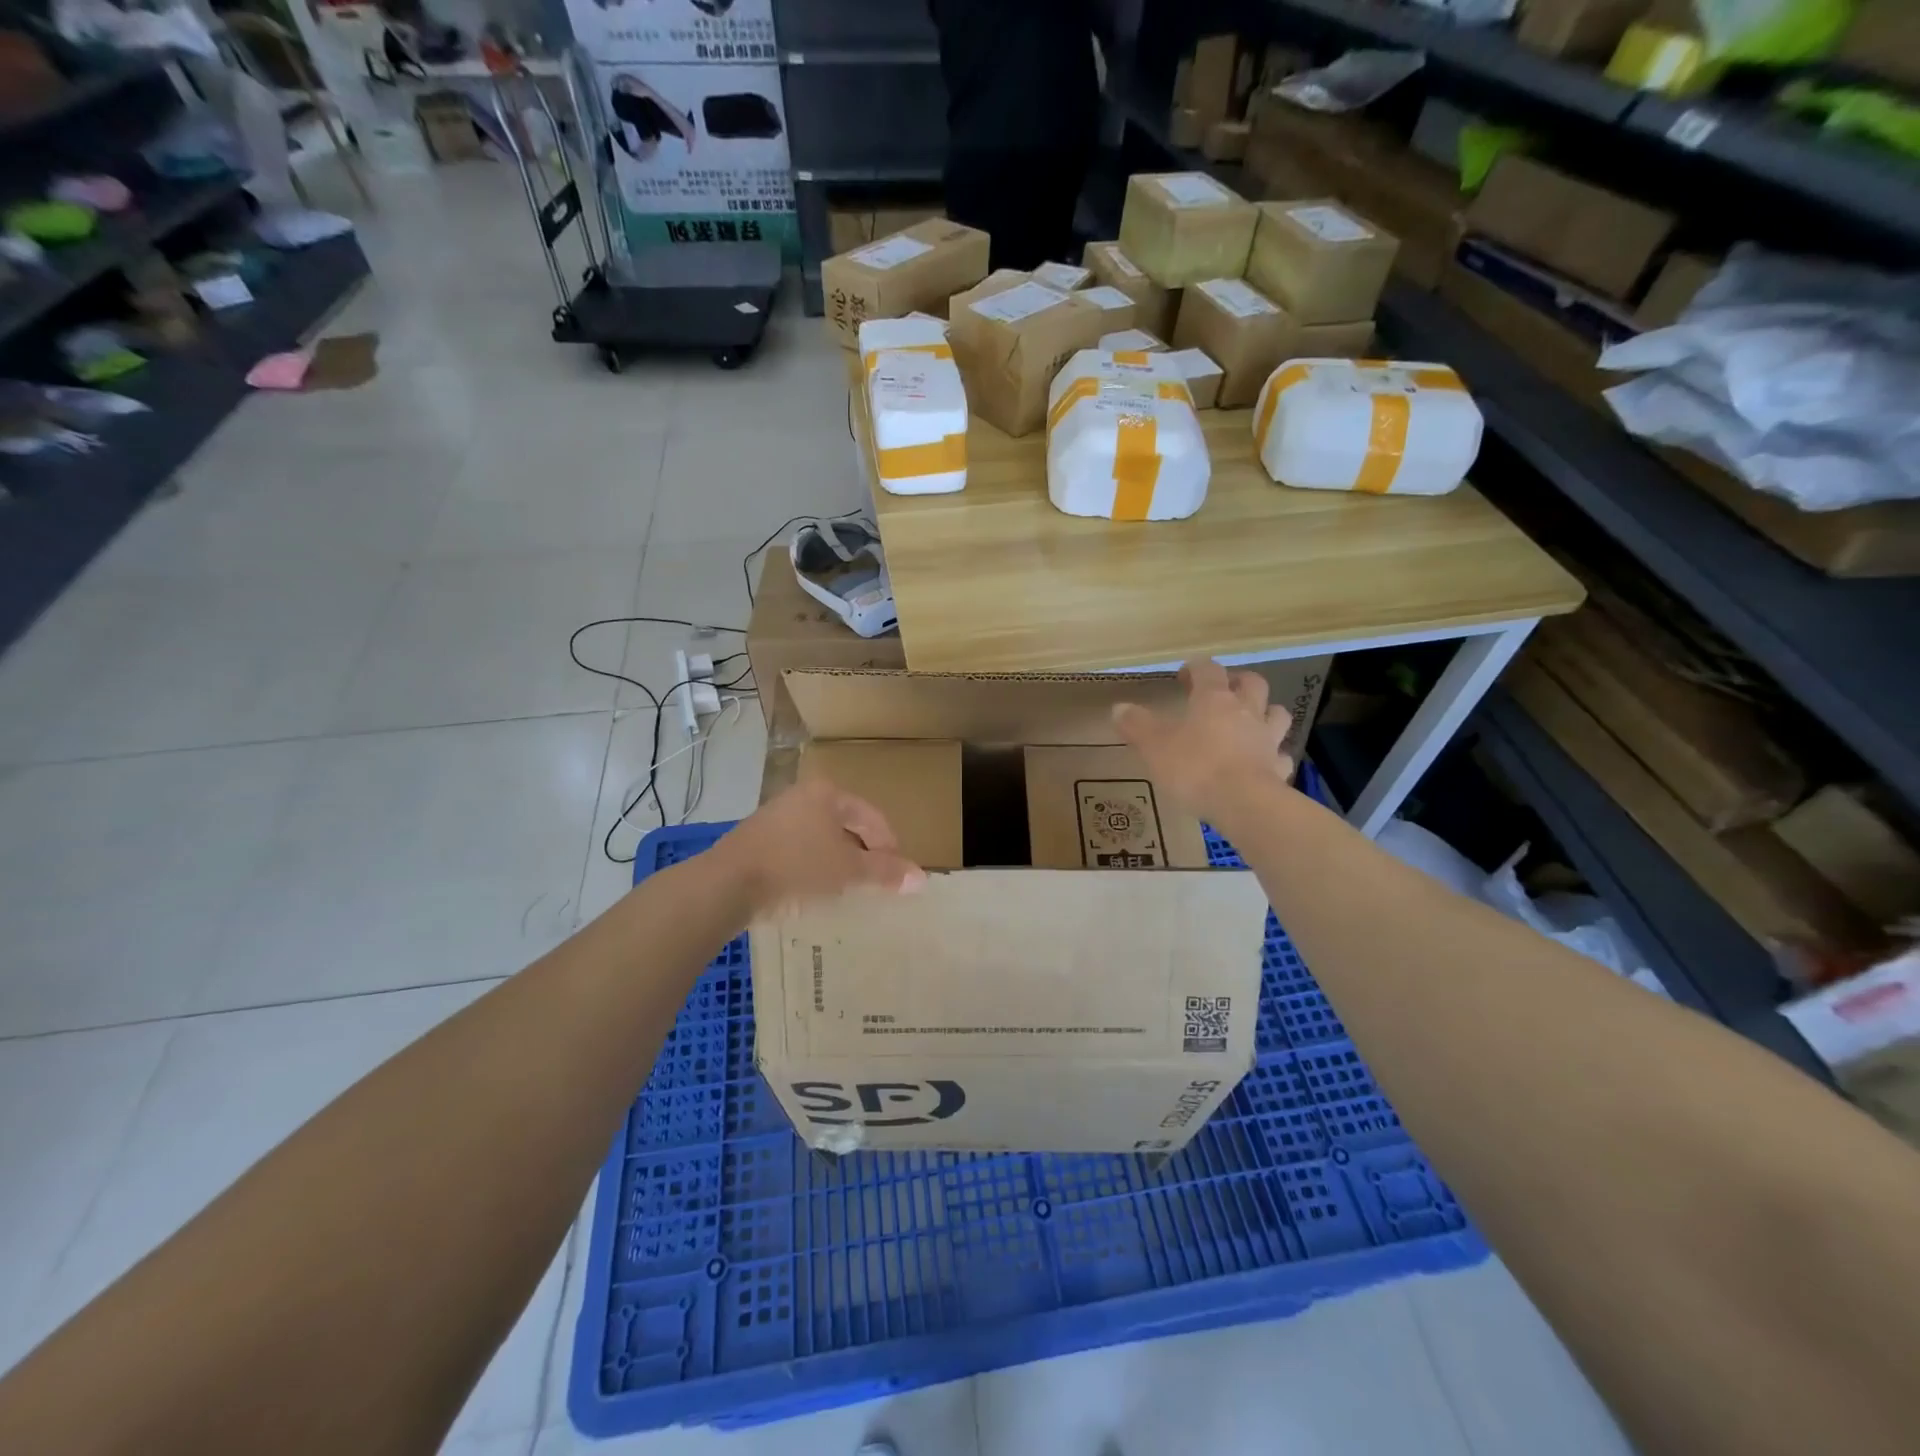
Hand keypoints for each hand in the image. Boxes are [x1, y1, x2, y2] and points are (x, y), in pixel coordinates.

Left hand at [717, 779, 925, 916]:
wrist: (726, 884)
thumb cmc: (796, 867)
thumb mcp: (847, 870)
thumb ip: (885, 872)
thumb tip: (922, 878)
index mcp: (827, 793)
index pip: (872, 816)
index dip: (890, 846)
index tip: (896, 875)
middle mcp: (802, 797)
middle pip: (846, 826)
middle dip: (864, 855)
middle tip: (876, 884)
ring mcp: (776, 818)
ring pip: (821, 840)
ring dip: (838, 863)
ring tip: (848, 891)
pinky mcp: (758, 841)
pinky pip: (798, 852)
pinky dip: (813, 868)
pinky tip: (814, 892)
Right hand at [1113, 659, 1294, 824]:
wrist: (1244, 803)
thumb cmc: (1194, 768)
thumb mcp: (1154, 746)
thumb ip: (1137, 725)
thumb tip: (1119, 708)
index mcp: (1213, 700)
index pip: (1208, 670)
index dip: (1196, 667)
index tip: (1184, 674)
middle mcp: (1246, 712)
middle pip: (1252, 684)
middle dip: (1239, 681)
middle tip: (1225, 689)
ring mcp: (1267, 739)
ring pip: (1276, 714)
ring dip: (1266, 712)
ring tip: (1252, 720)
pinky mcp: (1279, 768)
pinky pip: (1280, 755)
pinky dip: (1273, 755)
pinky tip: (1264, 762)